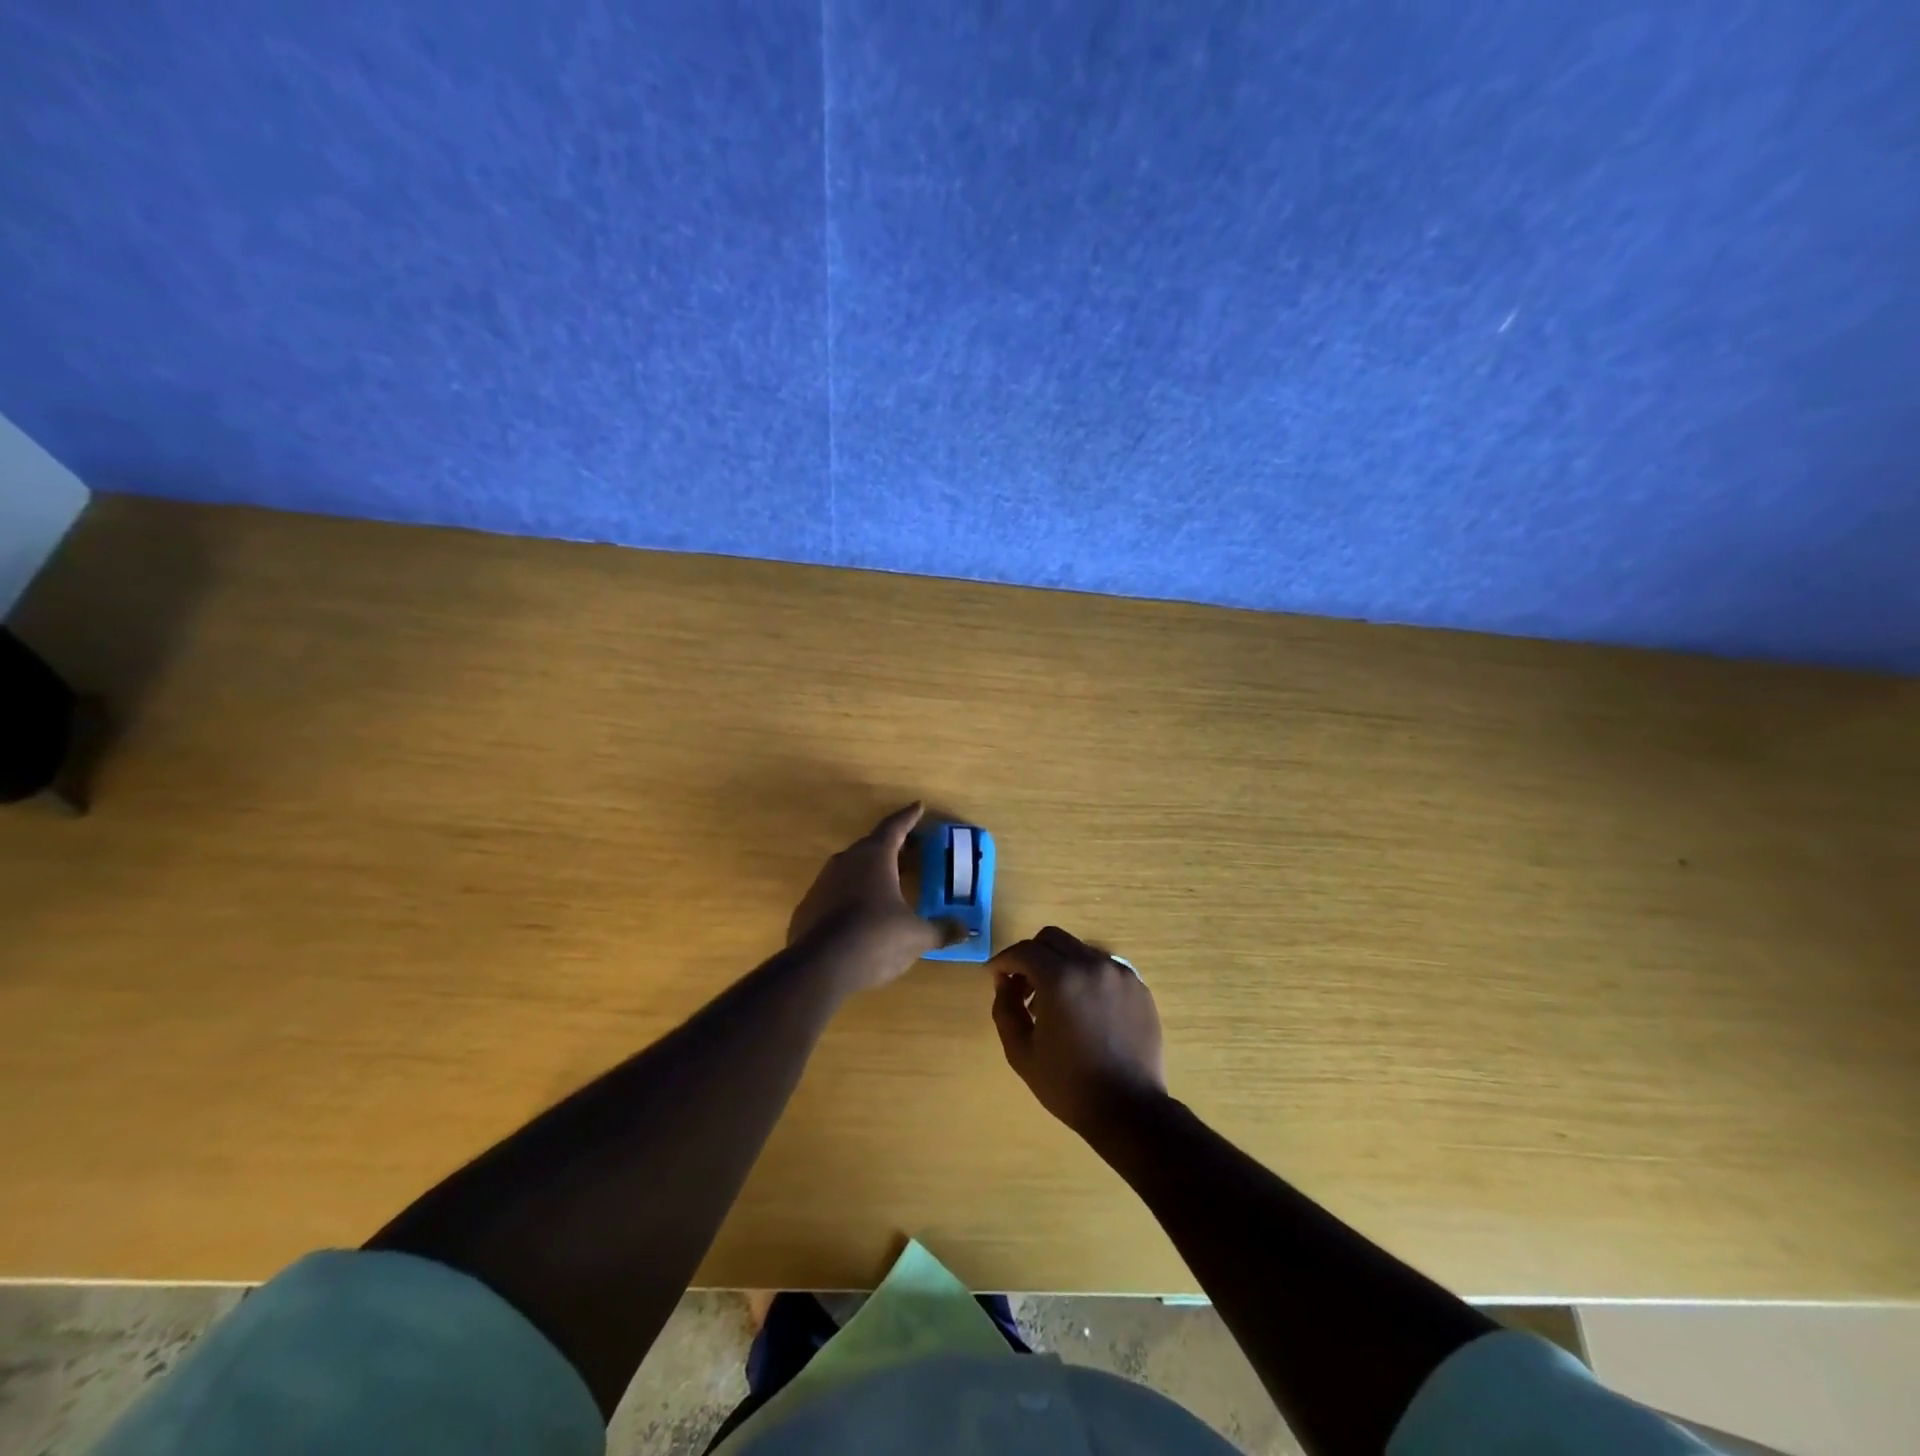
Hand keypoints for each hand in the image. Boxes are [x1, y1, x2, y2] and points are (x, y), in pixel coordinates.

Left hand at [788, 803, 945, 993]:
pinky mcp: (808, 907)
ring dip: (870, 871)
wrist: (819, 967)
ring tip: (888, 882)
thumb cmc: (875, 938)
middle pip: (872, 845)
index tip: (918, 806)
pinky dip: (851, 896)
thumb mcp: (916, 936)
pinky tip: (860, 914)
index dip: (909, 817)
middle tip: (911, 848)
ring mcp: (823, 883)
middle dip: (893, 846)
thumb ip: (941, 930)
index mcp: (875, 857)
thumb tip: (966, 930)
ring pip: (851, 868)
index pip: (895, 827)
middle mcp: (847, 861)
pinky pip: (835, 893)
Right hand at [990, 925, 1167, 1137]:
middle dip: (1031, 956)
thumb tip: (1004, 982)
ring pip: (1080, 951)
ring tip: (1055, 1002)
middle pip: (1053, 939)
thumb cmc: (1069, 1084)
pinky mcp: (1138, 987)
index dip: (1004, 960)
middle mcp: (1092, 965)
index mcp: (1061, 978)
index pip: (1025, 950)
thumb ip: (1005, 1008)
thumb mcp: (1021, 1052)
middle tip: (1023, 986)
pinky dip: (1086, 978)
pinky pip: (1104, 969)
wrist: (1129, 1110)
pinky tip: (1084, 1011)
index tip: (995, 975)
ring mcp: (1120, 974)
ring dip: (1060, 966)